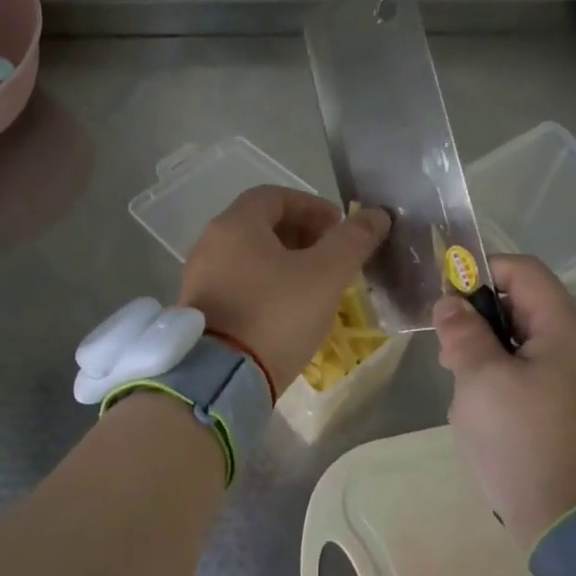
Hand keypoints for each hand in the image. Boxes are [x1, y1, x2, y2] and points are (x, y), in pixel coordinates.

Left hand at [181, 186, 390, 394]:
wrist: (222, 380)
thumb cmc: (276, 315)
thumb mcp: (325, 275)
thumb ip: (353, 240)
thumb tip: (376, 215)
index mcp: (235, 225)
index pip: (275, 195)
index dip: (312, 206)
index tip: (339, 229)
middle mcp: (210, 244)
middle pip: (260, 225)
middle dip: (301, 234)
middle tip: (331, 257)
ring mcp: (200, 278)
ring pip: (249, 256)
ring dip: (284, 262)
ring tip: (314, 286)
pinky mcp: (199, 310)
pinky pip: (237, 284)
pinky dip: (265, 285)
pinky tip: (287, 311)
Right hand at [433, 255, 575, 550]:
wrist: (566, 519)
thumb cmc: (520, 439)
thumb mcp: (480, 379)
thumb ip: (463, 333)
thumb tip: (450, 302)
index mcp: (564, 329)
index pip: (524, 271)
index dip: (481, 272)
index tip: (446, 298)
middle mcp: (575, 345)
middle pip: (520, 305)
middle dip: (477, 319)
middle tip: (447, 351)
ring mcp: (572, 378)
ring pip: (518, 341)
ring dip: (483, 352)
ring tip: (459, 382)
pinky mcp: (562, 406)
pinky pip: (525, 372)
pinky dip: (497, 378)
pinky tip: (478, 408)